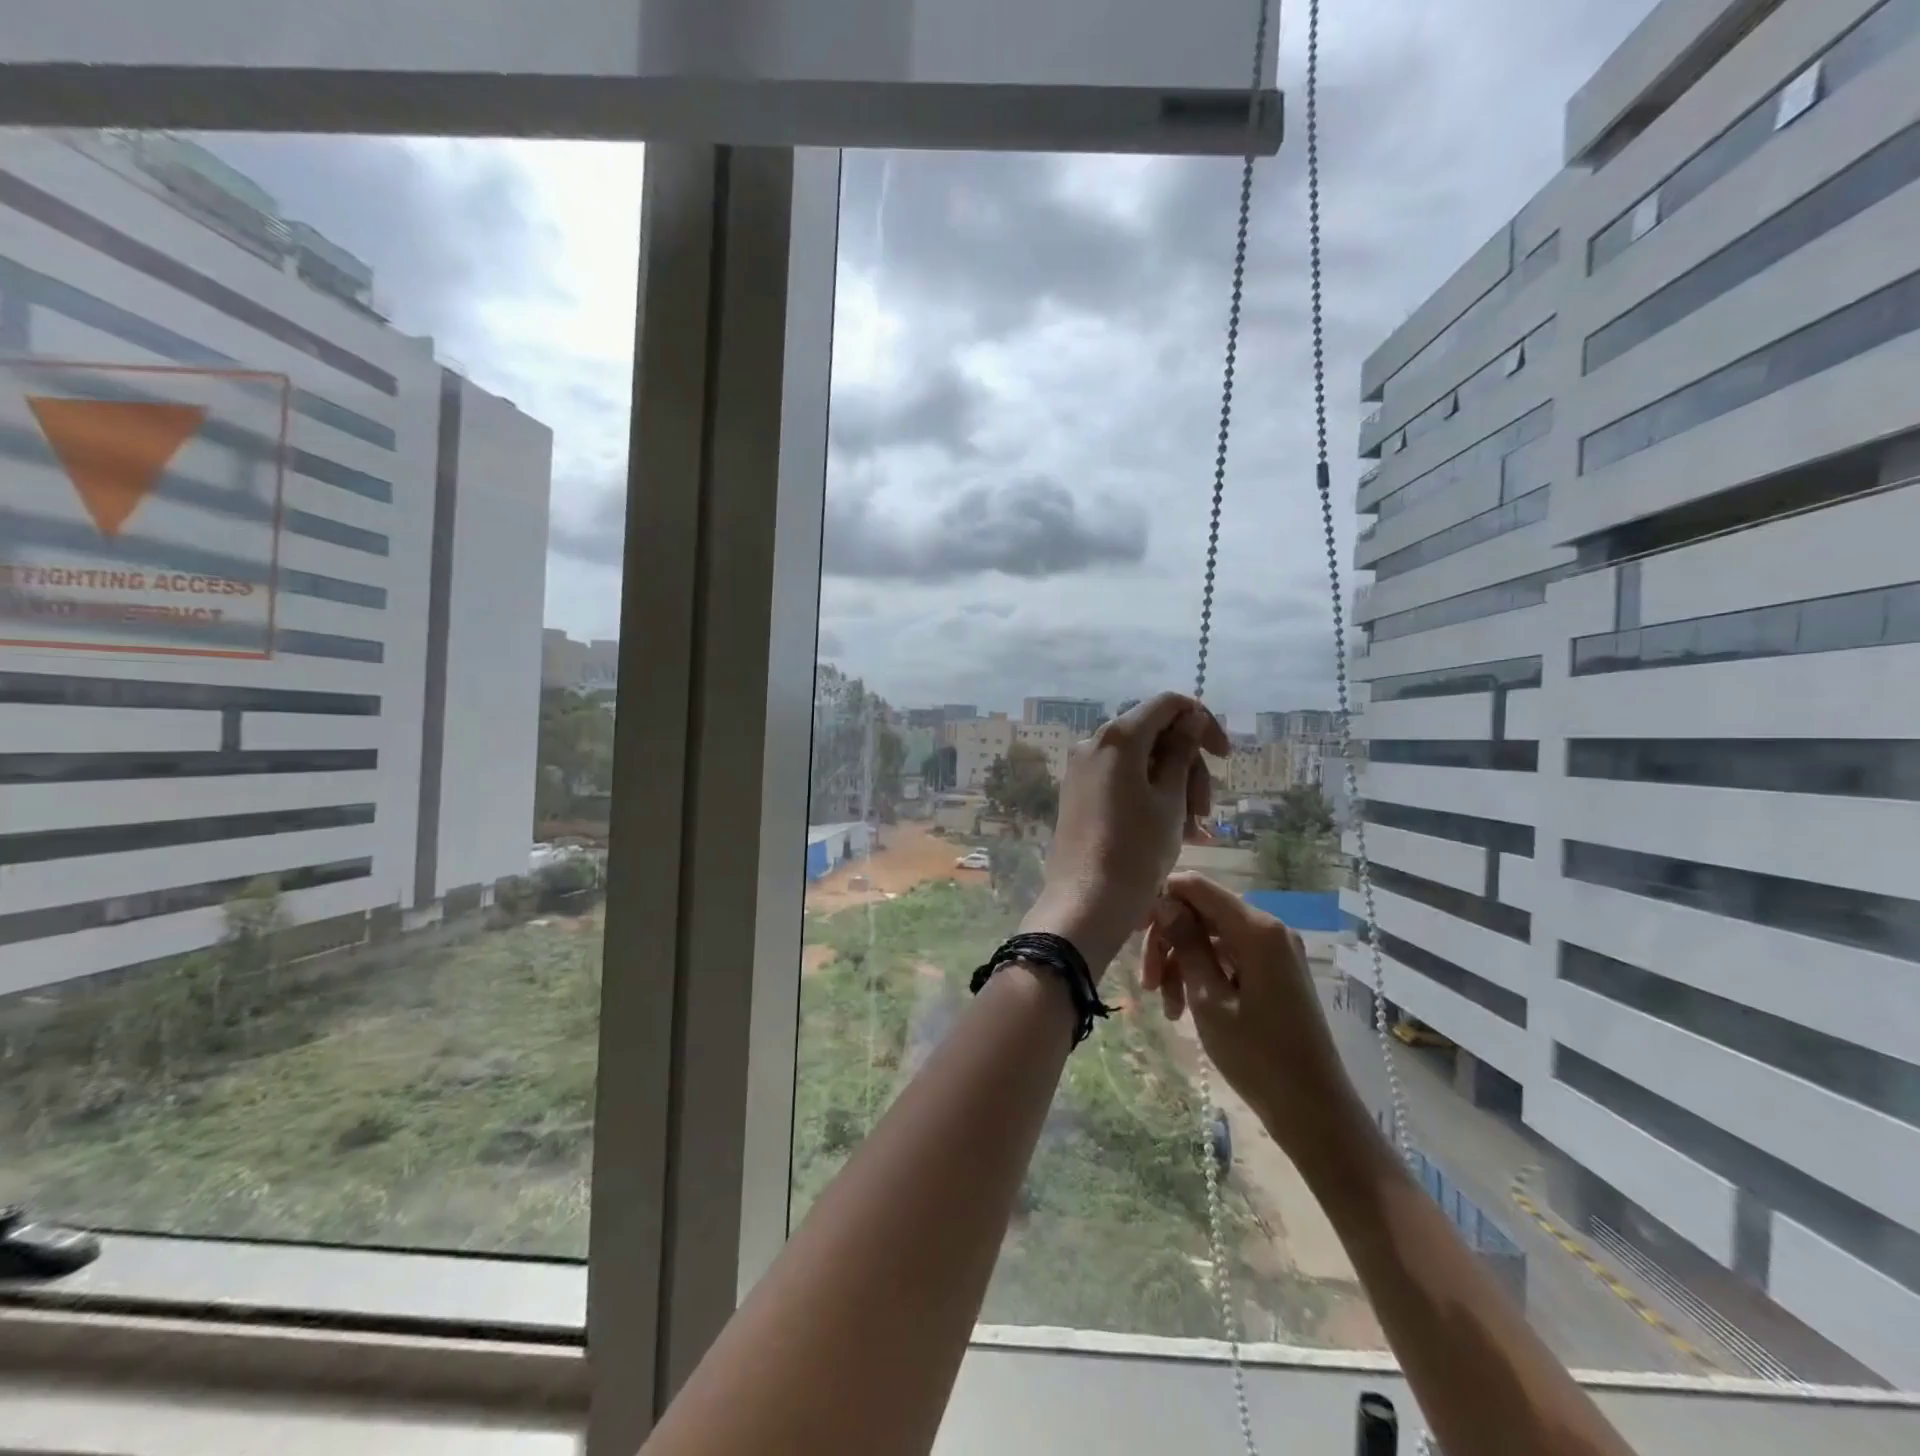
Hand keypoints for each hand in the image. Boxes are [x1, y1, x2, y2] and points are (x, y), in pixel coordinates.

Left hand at [1024, 693, 1227, 975]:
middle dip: (1189, 767)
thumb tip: (1190, 718)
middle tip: (1205, 812)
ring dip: (1175, 789)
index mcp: (1118, 737)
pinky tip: (1179, 833)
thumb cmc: (1137, 850)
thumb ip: (1182, 752)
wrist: (1087, 901)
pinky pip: (1123, 782)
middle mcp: (1094, 744)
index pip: (1169, 704)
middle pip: (1156, 735)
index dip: (1203, 722)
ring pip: (1142, 763)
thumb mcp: (1171, 799)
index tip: (1224, 757)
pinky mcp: (1079, 794)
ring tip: (1196, 832)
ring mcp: (1083, 770)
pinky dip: (1152, 798)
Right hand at [1144, 872, 1358, 1158]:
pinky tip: (1186, 1009)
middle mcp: (1269, 929)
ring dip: (1182, 964)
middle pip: (1202, 913)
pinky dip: (1203, 975)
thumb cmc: (1258, 1056)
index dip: (1161, 900)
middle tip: (1147, 984)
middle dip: (1169, 942)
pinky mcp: (1275, 972)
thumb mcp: (1209, 999)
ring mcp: (1274, 951)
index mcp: (1256, 929)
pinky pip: (1228, 957)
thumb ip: (1186, 944)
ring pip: (1211, 937)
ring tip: (1167, 1007)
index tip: (1133, 931)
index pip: (1197, 887)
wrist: (1314, 1111)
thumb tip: (1164, 902)